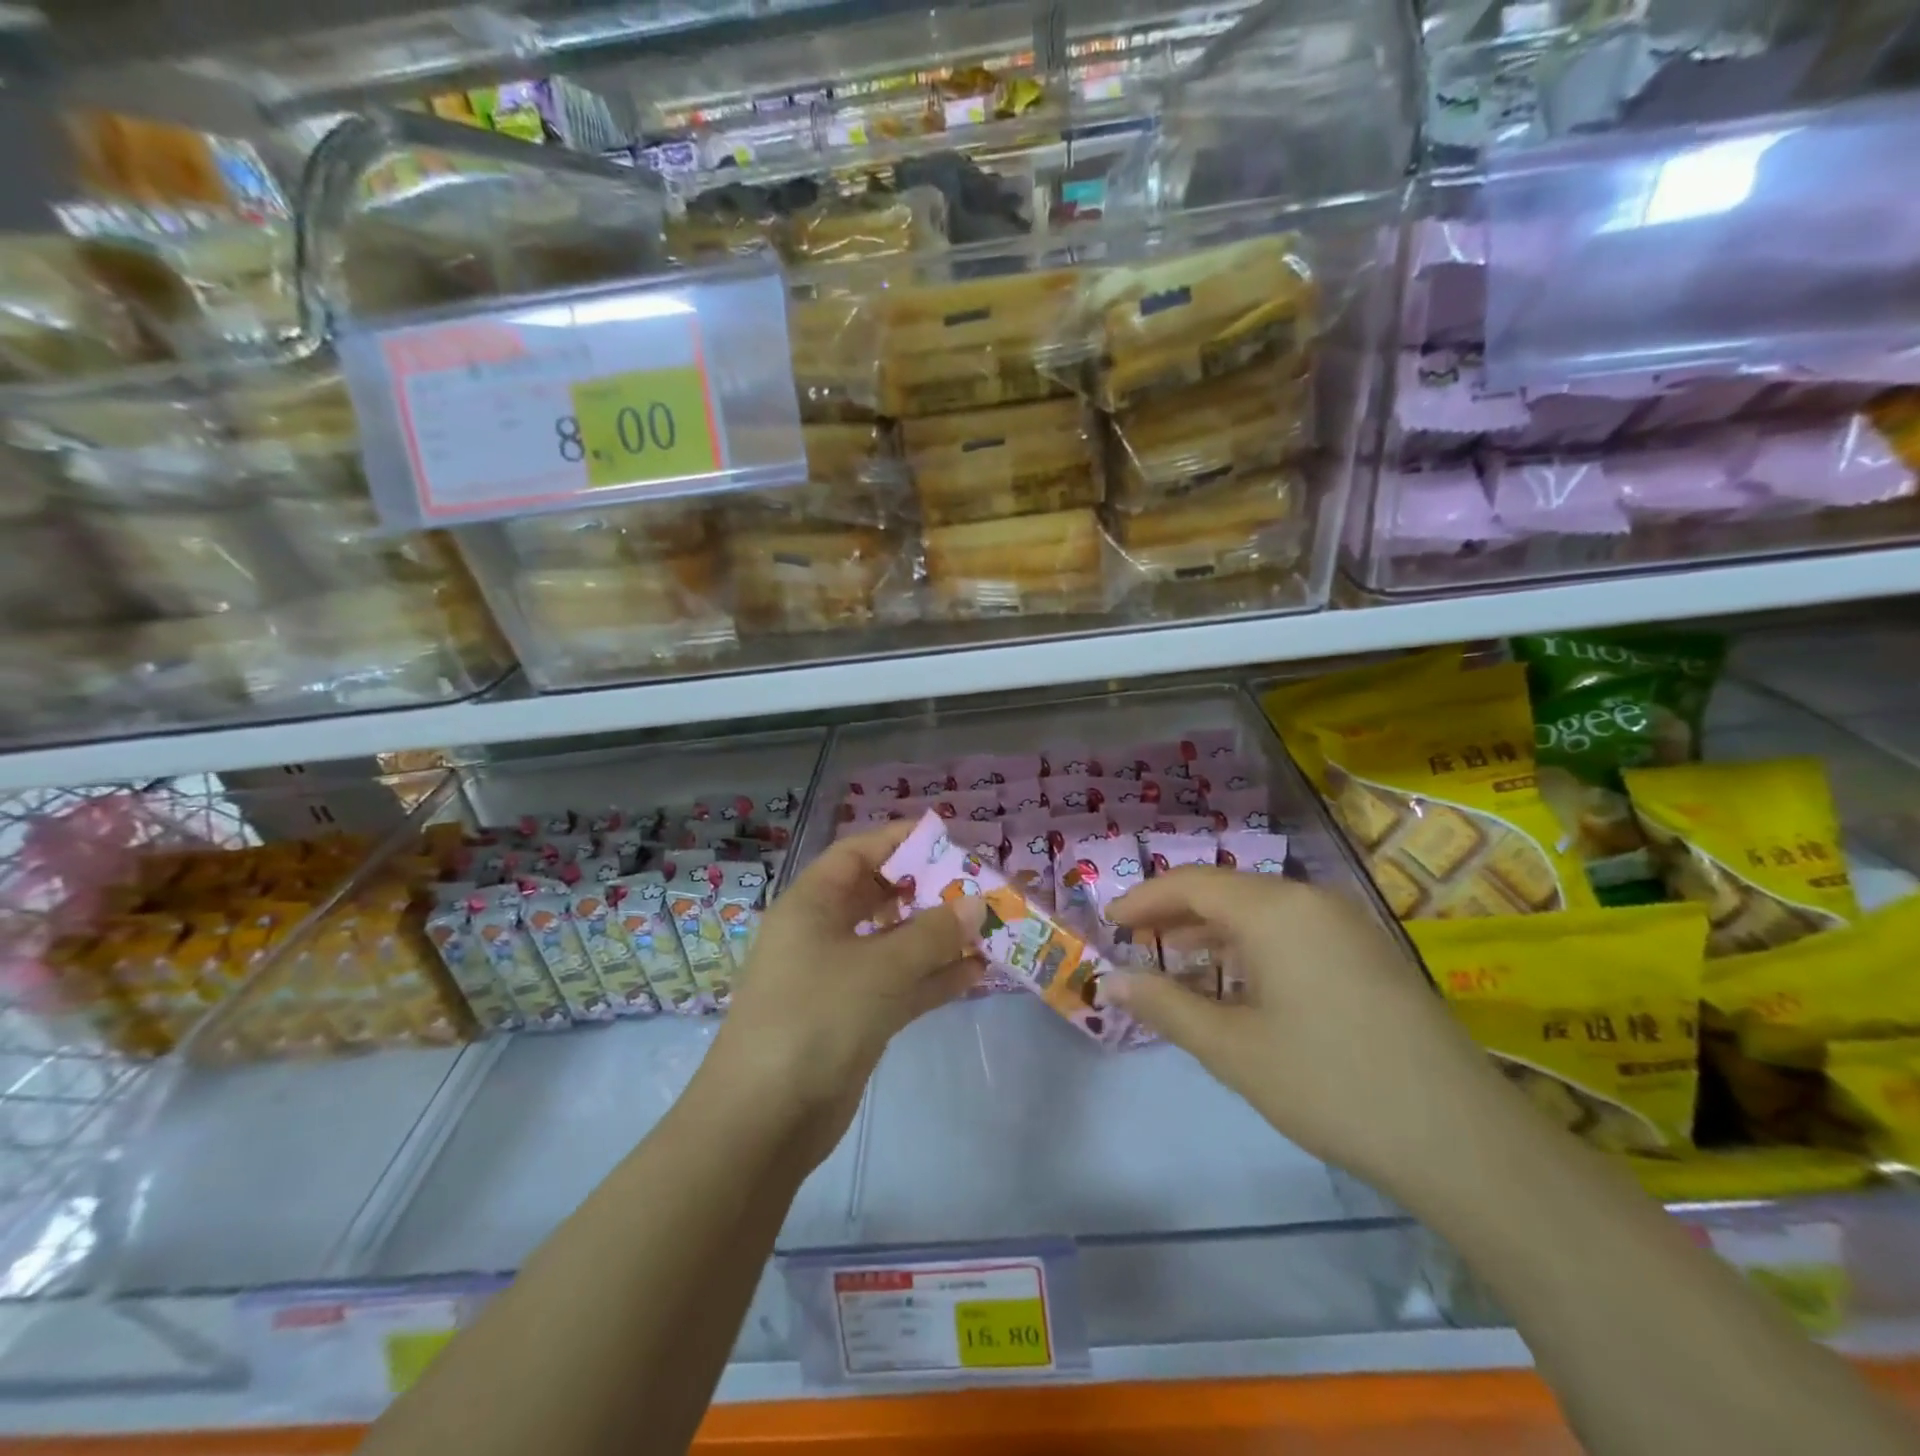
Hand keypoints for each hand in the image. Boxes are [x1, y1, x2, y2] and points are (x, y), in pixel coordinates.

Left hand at [703, 821, 982, 1164]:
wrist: (765, 1120)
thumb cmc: (815, 1018)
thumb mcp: (878, 968)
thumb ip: (932, 933)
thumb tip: (976, 902)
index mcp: (812, 904)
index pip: (857, 853)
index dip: (899, 840)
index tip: (948, 838)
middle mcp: (823, 933)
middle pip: (880, 896)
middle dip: (928, 891)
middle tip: (978, 887)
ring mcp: (839, 977)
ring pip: (895, 943)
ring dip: (938, 937)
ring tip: (989, 928)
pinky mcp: (855, 1017)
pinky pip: (901, 984)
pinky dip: (934, 977)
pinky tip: (977, 973)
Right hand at [1107, 868, 1508, 1195]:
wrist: (1461, 1138)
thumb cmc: (1329, 1083)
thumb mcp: (1232, 1048)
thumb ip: (1166, 1005)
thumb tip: (1112, 979)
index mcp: (1275, 910)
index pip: (1191, 884)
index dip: (1144, 899)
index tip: (1108, 921)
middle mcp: (1311, 900)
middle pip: (1226, 890)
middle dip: (1175, 913)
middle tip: (1135, 942)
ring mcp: (1346, 924)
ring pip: (1261, 910)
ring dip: (1213, 930)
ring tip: (1175, 959)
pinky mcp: (1368, 953)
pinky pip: (1292, 929)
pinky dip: (1251, 944)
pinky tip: (1237, 980)